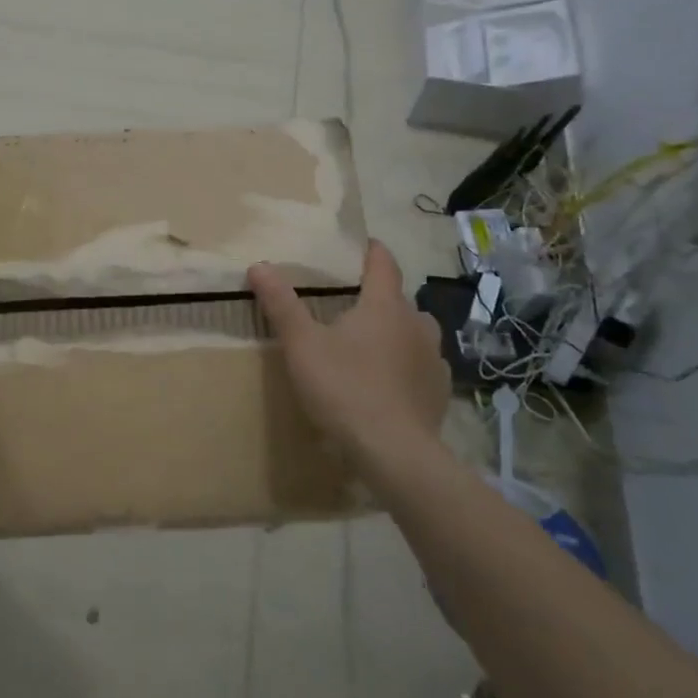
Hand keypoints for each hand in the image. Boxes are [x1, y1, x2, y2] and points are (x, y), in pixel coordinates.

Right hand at [249, 241, 451, 463]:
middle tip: (349, 306)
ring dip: (394, 333)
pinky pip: (420, 367)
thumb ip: (281, 304)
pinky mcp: (438, 392)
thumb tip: (259, 265)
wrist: (394, 454)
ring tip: (368, 345)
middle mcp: (417, 324)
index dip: (372, 251)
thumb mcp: (302, 345)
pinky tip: (385, 383)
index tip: (362, 244)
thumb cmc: (345, 388)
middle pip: (398, 300)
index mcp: (385, 306)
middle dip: (377, 299)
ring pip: (413, 333)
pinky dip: (404, 366)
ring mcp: (433, 360)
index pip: (383, 263)